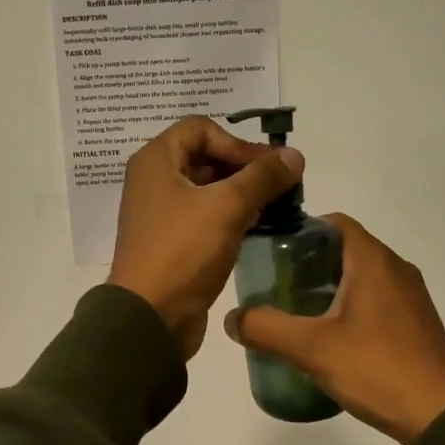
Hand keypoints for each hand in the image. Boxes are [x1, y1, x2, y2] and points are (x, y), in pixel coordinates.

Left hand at [108, 116, 303, 358]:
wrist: (150, 316)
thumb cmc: (183, 251)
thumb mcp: (227, 207)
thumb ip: (263, 177)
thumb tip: (294, 155)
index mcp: (156, 161)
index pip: (201, 128)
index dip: (236, 142)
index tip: (264, 168)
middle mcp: (154, 180)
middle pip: (205, 156)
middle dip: (243, 167)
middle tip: (277, 186)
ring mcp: (161, 212)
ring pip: (207, 188)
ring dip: (240, 193)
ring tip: (273, 207)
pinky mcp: (172, 240)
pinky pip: (204, 215)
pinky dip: (229, 216)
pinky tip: (255, 228)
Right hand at [225, 214, 444, 444]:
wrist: (442, 416)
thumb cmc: (377, 368)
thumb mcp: (312, 348)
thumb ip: (267, 329)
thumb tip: (232, 318)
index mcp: (374, 261)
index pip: (335, 222)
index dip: (302, 230)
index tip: (273, 251)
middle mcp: (396, 269)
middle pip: (345, 248)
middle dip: (309, 261)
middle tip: (275, 284)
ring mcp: (411, 297)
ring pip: (362, 275)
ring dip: (329, 285)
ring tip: (295, 310)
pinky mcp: (416, 323)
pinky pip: (376, 298)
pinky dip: (350, 304)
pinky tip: (330, 335)